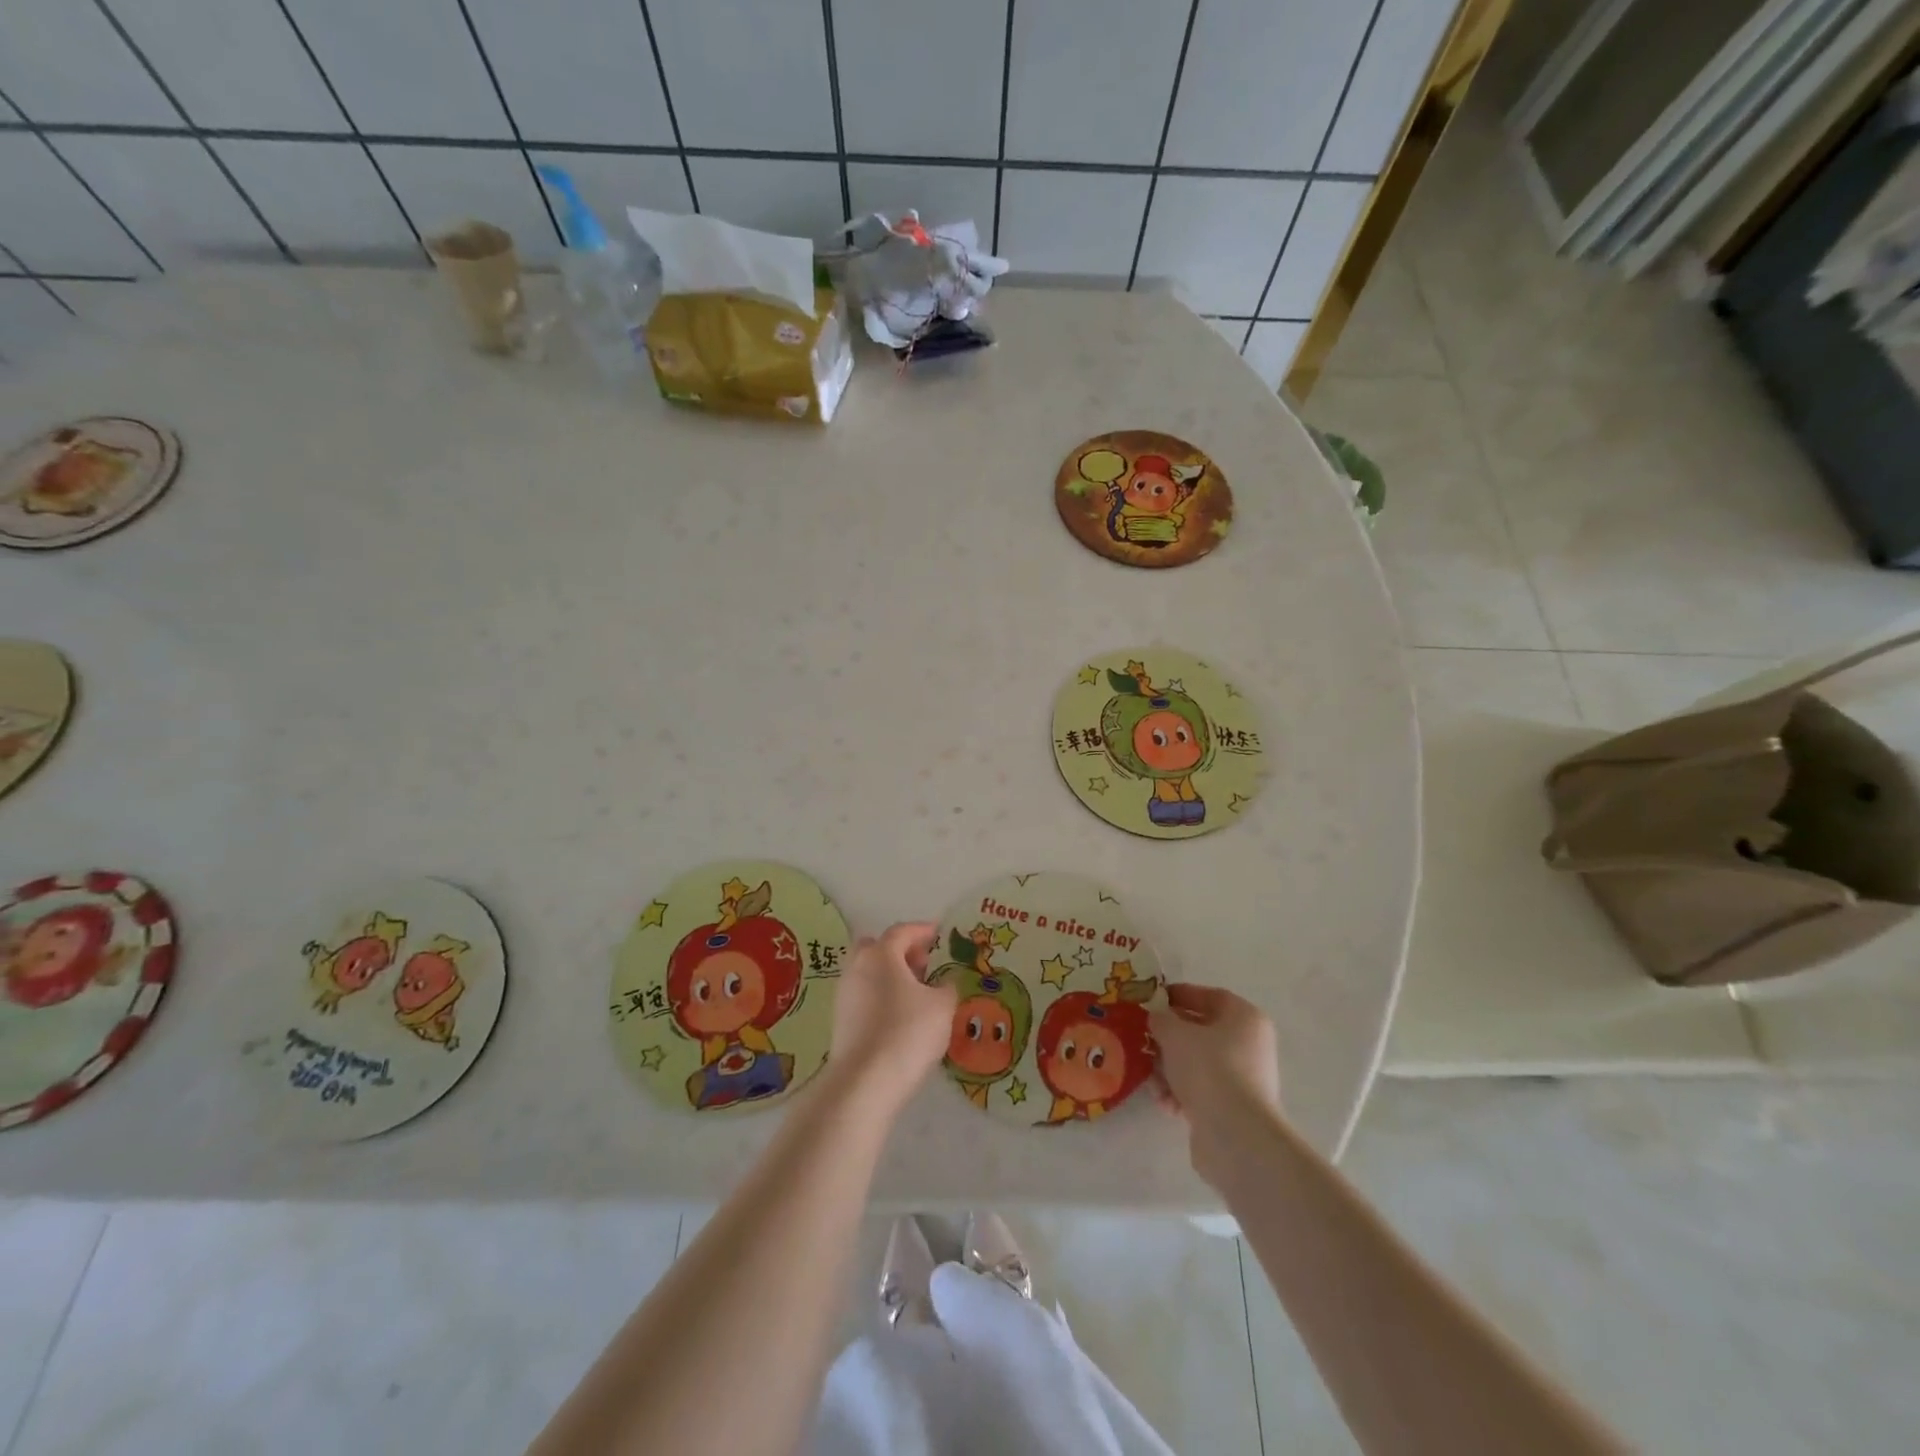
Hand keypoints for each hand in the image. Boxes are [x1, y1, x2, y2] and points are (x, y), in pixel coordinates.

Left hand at [826, 921, 955, 1111]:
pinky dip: (879, 996)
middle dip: (899, 951)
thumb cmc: (908, 1032)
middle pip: (876, 947)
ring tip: (914, 993)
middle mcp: (857, 967)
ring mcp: (844, 994)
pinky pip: (862, 996)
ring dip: (889, 975)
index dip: (921, 930)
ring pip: (867, 972)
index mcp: (881, 954)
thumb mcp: (942, 1007)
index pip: (902, 931)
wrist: (865, 1082)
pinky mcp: (840, 1021)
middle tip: (922, 964)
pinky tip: (898, 1016)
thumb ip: (947, 988)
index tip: (937, 933)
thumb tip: (944, 983)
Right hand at [1150, 984, 1281, 1182]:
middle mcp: (1250, 1046)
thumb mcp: (1174, 1034)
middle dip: (1171, 1037)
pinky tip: (1164, 1102)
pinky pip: (1202, 1092)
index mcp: (1245, 1018)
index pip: (1211, 997)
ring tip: (1150, 1077)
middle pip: (1203, 1033)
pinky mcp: (1234, 1110)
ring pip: (1199, 1064)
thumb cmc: (1208, 1067)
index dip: (1181, 995)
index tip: (1154, 1000)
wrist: (1234, 1134)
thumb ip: (1161, 1020)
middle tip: (1145, 1038)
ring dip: (1171, 1069)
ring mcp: (1245, 1080)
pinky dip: (1181, 1093)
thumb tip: (1158, 1020)